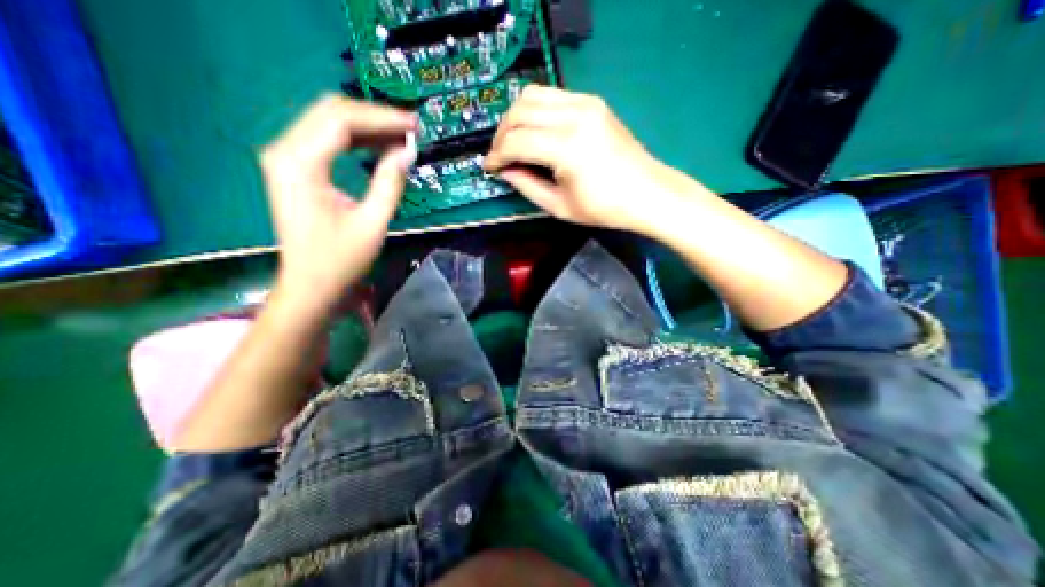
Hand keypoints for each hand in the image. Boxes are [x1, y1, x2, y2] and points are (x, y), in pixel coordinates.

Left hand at [260, 94, 416, 318]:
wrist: (310, 286)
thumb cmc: (340, 260)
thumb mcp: (372, 223)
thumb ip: (389, 182)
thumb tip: (408, 151)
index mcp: (300, 164)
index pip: (342, 120)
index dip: (382, 118)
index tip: (415, 125)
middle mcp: (285, 151)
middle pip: (331, 113)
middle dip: (375, 117)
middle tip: (411, 129)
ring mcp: (287, 159)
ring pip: (328, 123)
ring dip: (367, 127)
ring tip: (401, 137)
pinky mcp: (295, 169)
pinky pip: (327, 141)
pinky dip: (355, 140)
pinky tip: (379, 147)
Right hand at [484, 85, 691, 234]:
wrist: (647, 193)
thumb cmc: (604, 208)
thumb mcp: (559, 206)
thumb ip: (526, 185)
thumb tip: (505, 170)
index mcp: (566, 147)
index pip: (516, 142)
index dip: (496, 156)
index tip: (489, 168)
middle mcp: (574, 116)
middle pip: (519, 112)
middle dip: (501, 135)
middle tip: (499, 156)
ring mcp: (586, 103)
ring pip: (532, 95)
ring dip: (515, 118)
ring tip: (513, 142)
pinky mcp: (592, 102)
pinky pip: (551, 96)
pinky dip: (535, 111)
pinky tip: (535, 131)